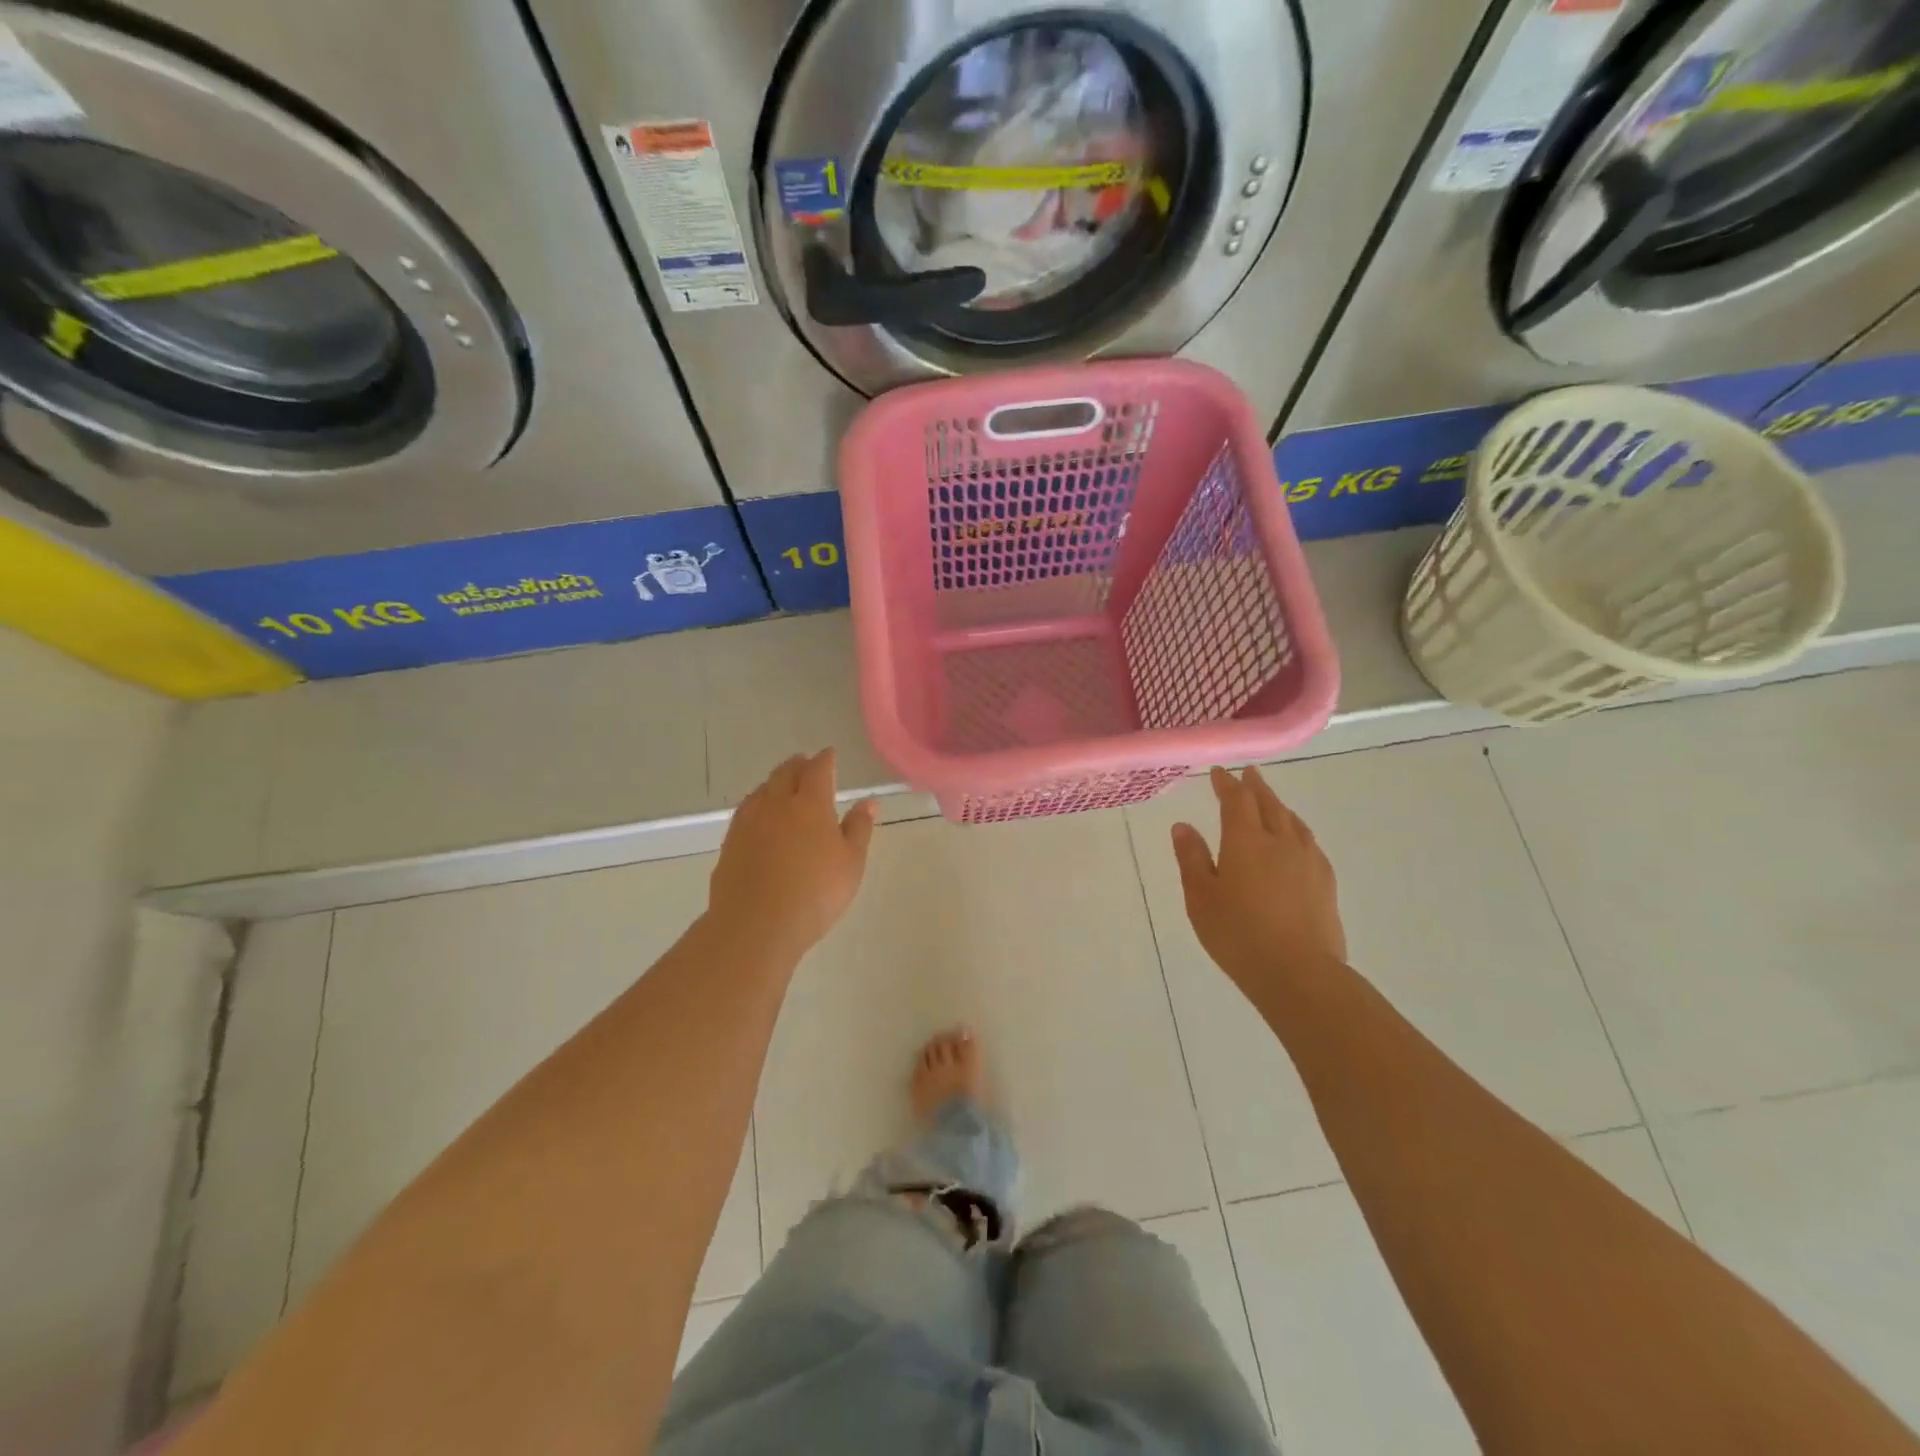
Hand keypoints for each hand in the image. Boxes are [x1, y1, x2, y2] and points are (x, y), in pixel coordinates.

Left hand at [709, 750, 877, 959]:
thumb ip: (859, 828)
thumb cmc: (815, 893)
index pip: (818, 770)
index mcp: (810, 804)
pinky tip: (760, 816)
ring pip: (762, 789)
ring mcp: (749, 822)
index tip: (830, 754)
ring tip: (783, 785)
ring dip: (775, 782)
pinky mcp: (730, 842)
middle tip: (806, 763)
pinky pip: (746, 810)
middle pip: (785, 773)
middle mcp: (777, 804)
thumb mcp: (851, 863)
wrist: (756, 925)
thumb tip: (869, 802)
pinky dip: (758, 804)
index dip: (826, 759)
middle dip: (798, 764)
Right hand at [1172, 766, 1347, 995]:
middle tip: (1248, 774)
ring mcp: (1308, 861)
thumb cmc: (1238, 934)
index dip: (1227, 784)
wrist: (1298, 972)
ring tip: (1271, 802)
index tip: (1219, 772)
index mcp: (1245, 841)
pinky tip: (1297, 841)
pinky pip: (1309, 842)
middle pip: (1269, 804)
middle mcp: (1279, 841)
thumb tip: (1183, 826)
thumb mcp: (1201, 897)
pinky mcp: (1326, 882)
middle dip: (1255, 787)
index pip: (1236, 800)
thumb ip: (1192, 858)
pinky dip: (1297, 830)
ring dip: (1279, 806)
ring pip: (1293, 821)